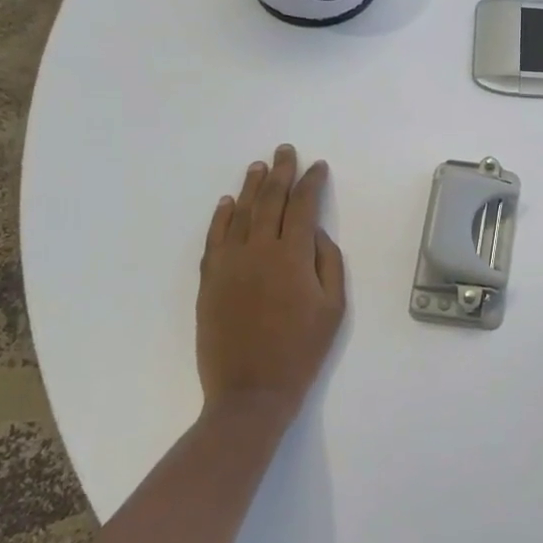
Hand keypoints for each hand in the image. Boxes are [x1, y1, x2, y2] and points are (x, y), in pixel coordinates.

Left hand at [197, 145, 346, 420]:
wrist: (251, 391)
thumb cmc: (302, 350)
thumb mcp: (333, 307)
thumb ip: (328, 263)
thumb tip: (317, 234)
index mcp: (293, 256)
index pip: (303, 206)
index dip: (312, 182)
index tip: (318, 166)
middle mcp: (258, 250)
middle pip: (270, 201)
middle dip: (280, 173)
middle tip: (284, 151)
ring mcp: (229, 264)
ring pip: (240, 214)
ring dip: (250, 187)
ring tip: (258, 167)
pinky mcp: (209, 281)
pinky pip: (214, 239)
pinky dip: (221, 217)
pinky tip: (226, 203)